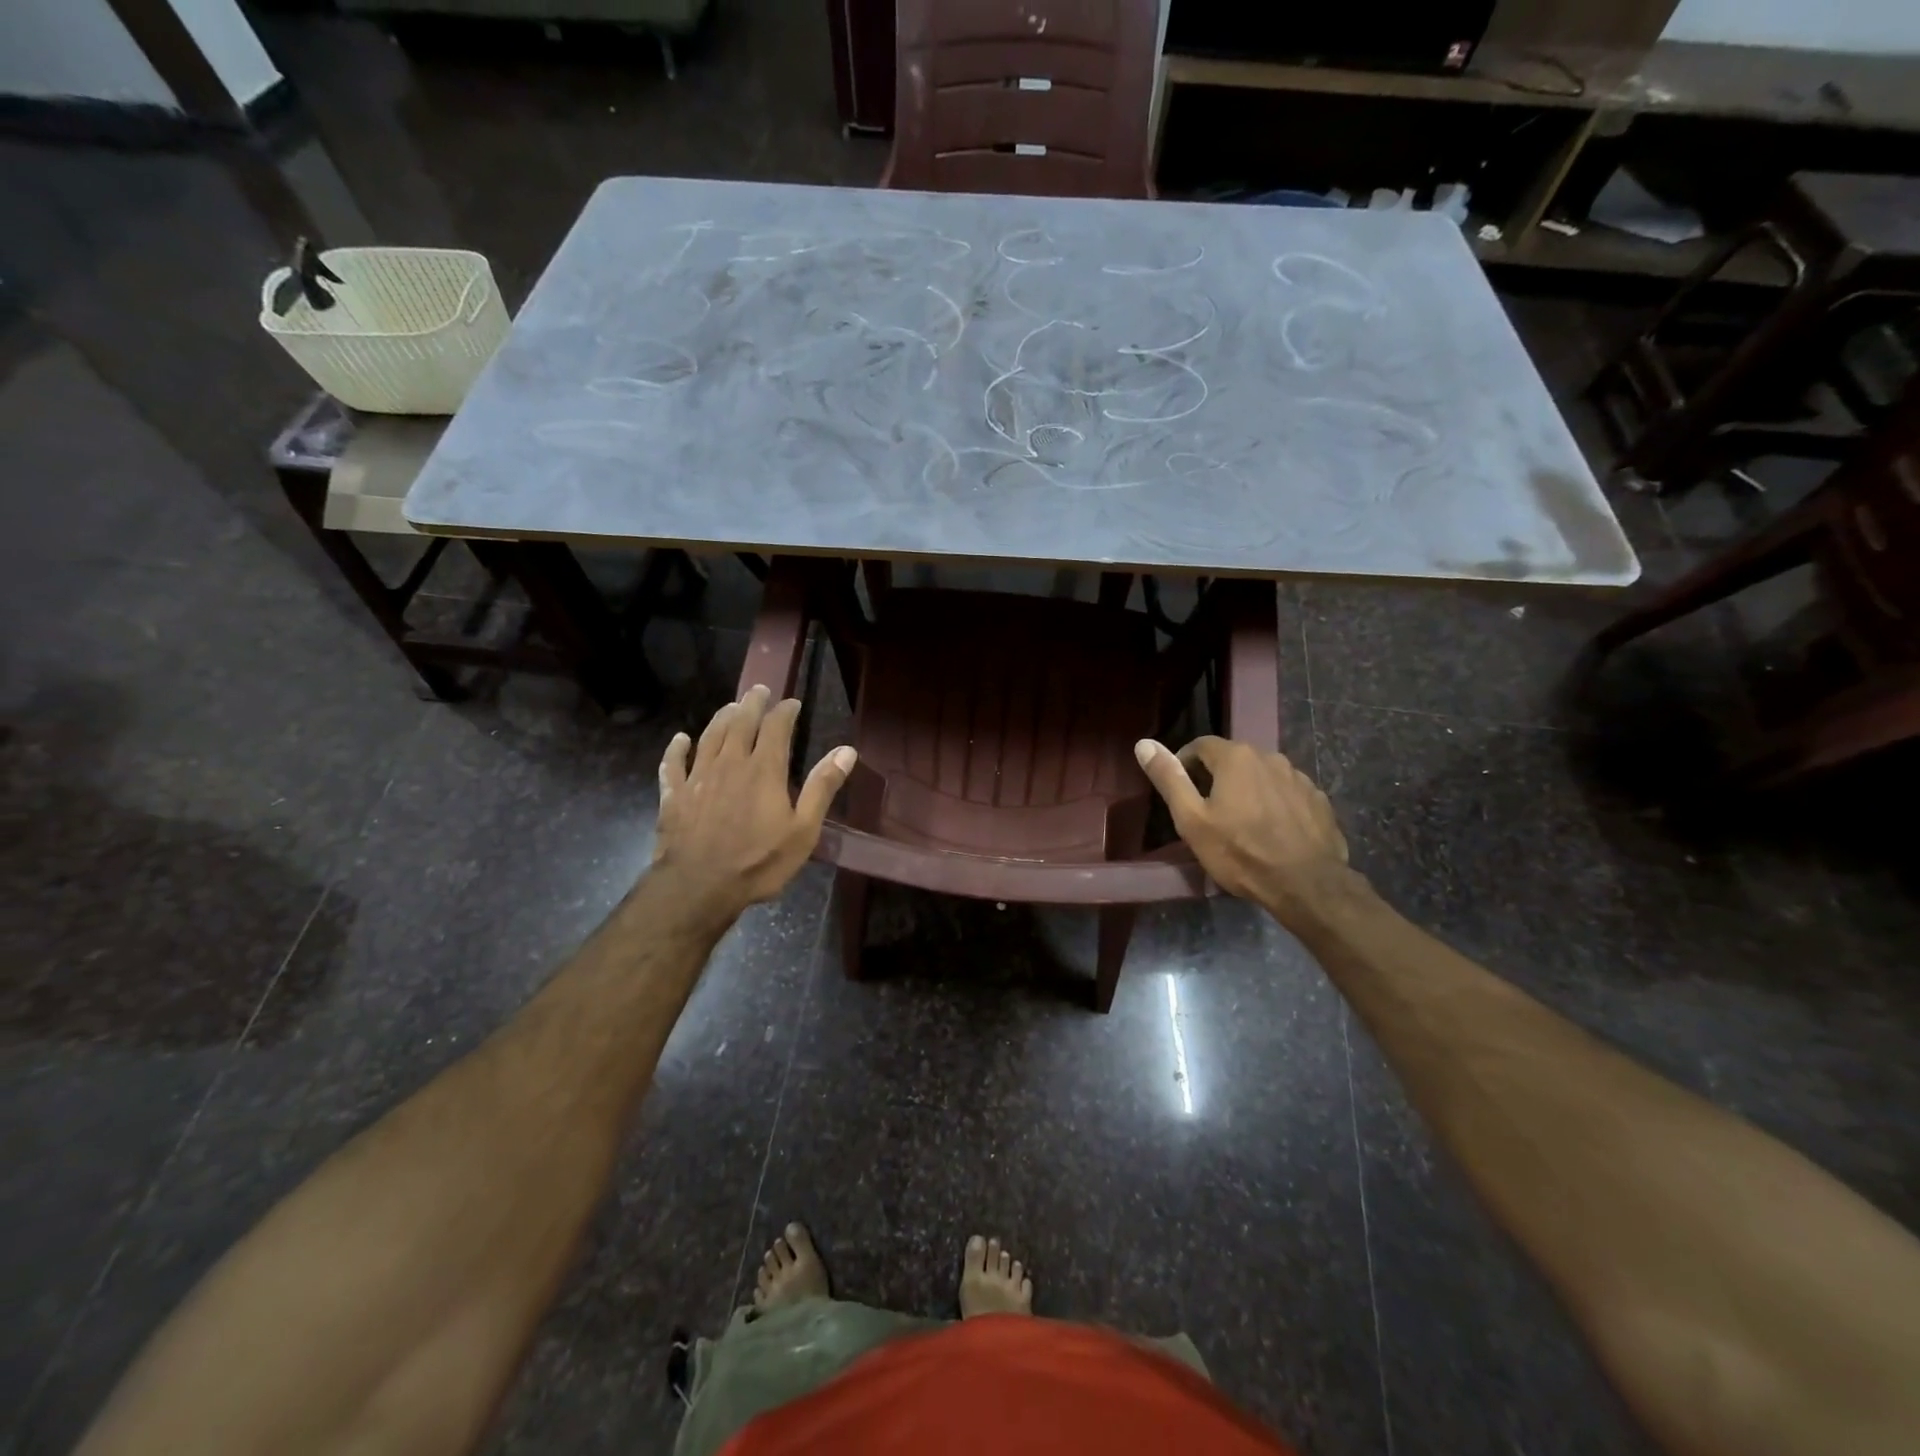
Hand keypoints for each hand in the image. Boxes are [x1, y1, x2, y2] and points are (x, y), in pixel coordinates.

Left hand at [653, 685, 856, 923]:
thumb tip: (847, 751)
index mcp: (764, 769)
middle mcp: (730, 763)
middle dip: (752, 704)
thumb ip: (822, 787)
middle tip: (759, 690)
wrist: (699, 887)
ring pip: (709, 736)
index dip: (785, 711)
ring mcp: (698, 777)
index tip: (792, 703)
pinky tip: (680, 739)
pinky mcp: (674, 796)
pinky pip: (673, 765)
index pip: (776, 727)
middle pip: (740, 723)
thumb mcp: (803, 830)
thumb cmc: (758, 861)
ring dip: (721, 717)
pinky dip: (676, 749)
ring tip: (730, 706)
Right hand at [1134, 735, 1352, 927]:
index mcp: (1236, 757)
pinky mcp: (1319, 800)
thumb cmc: (1240, 852)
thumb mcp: (1191, 819)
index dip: (1184, 763)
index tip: (1180, 789)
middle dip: (1216, 777)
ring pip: (1262, 775)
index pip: (1200, 744)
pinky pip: (1286, 793)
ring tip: (1241, 822)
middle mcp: (1270, 757)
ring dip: (1247, 790)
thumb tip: (1143, 744)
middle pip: (1233, 759)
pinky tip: (1271, 831)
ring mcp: (1300, 778)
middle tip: (1206, 810)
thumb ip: (1169, 779)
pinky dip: (1274, 804)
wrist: (1307, 885)